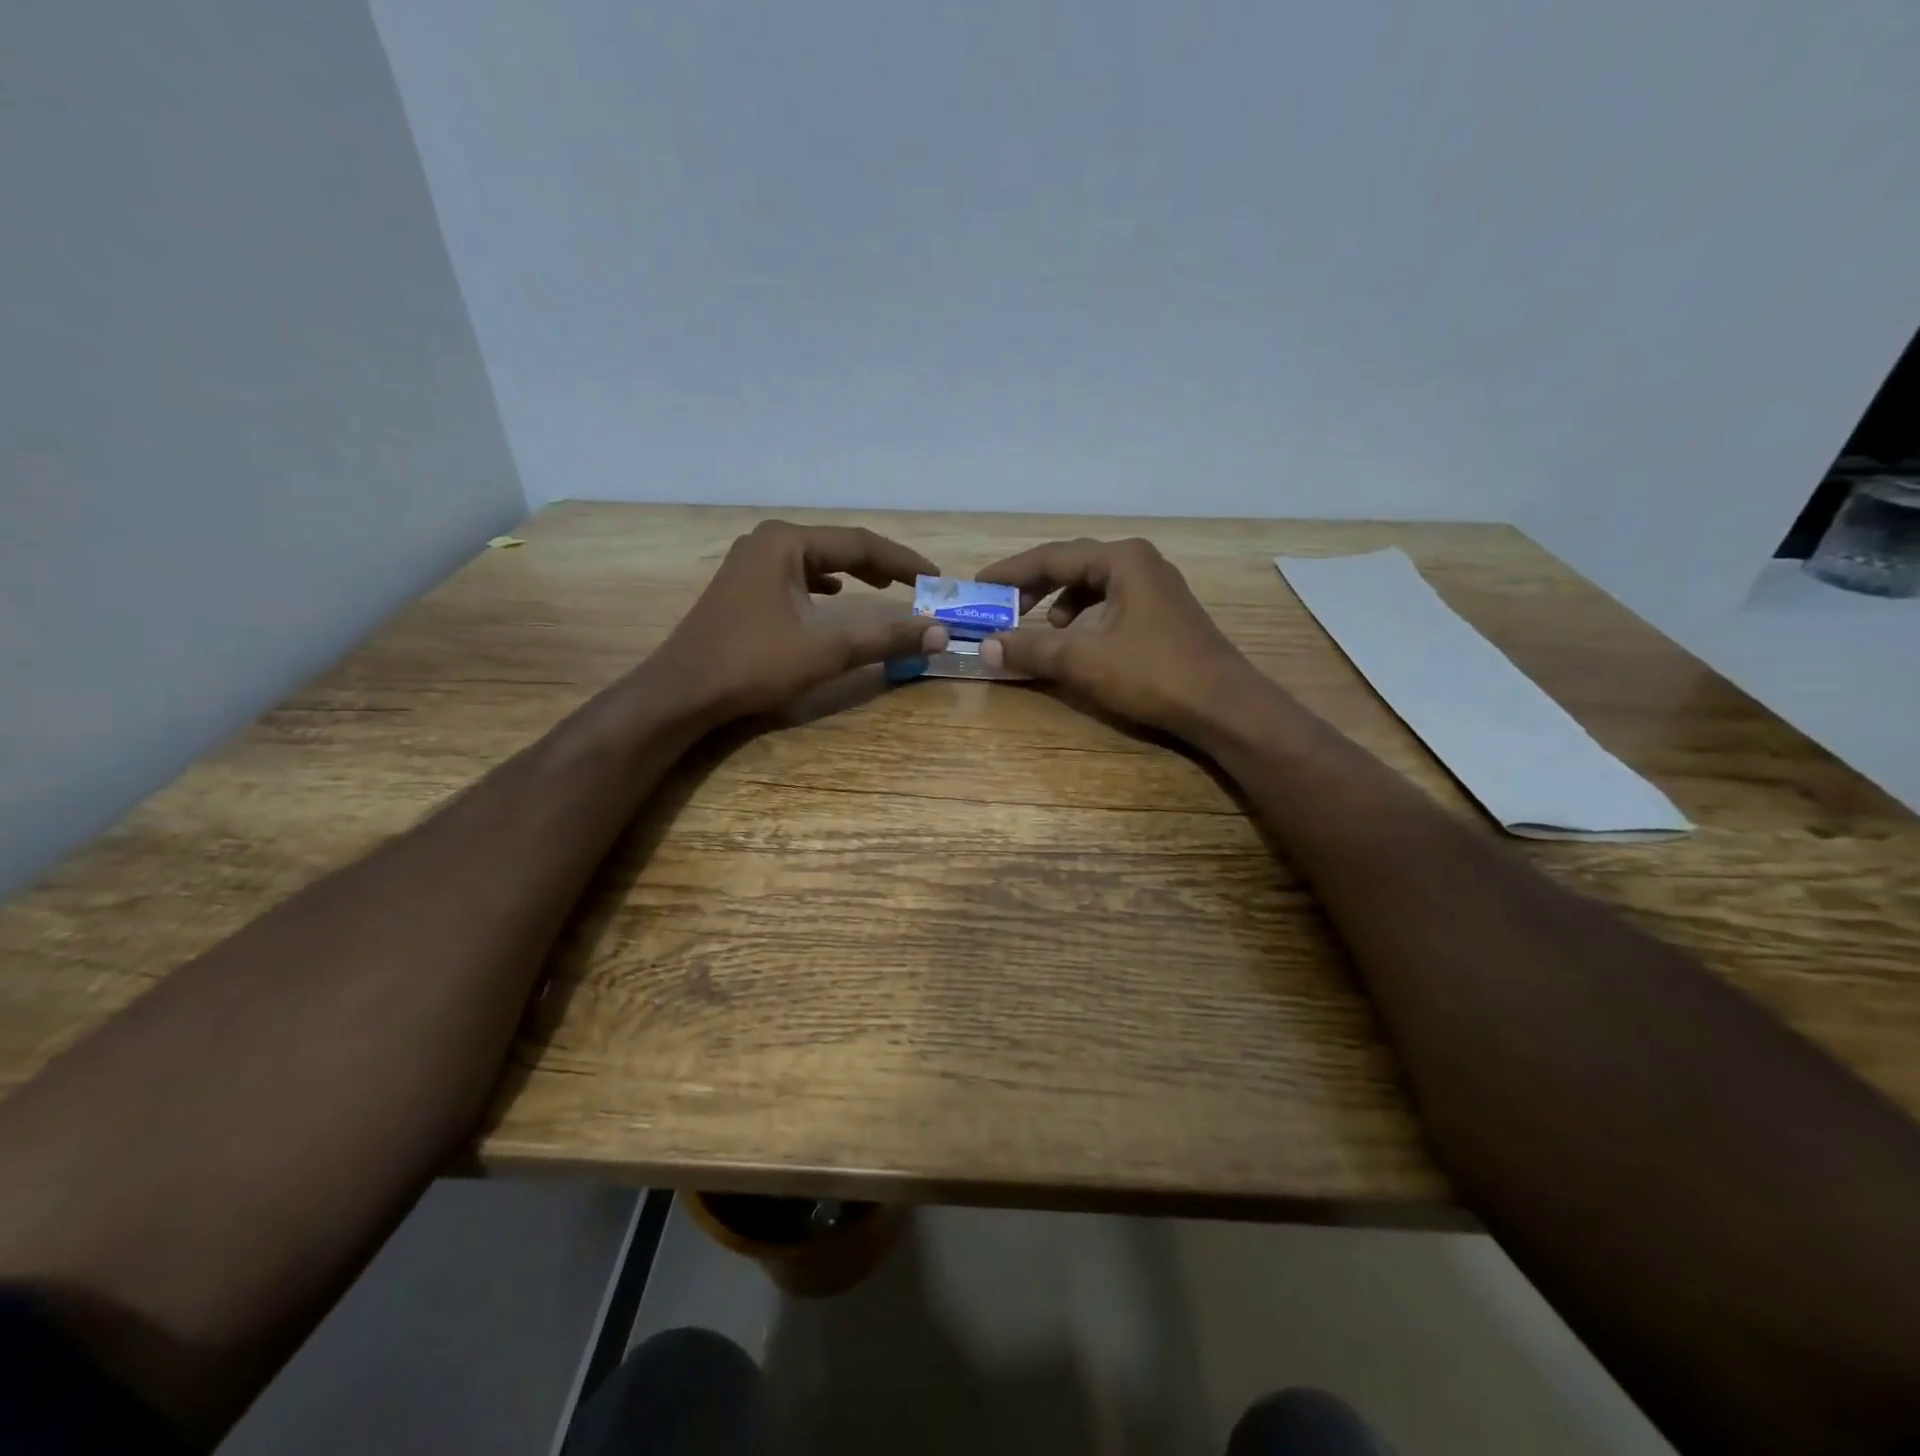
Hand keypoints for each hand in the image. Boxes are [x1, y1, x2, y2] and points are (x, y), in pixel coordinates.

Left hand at [653, 521, 947, 722]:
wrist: (683, 692)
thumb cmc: (754, 664)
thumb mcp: (827, 650)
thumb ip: (886, 637)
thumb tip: (940, 633)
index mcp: (786, 543)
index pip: (860, 544)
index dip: (903, 561)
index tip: (936, 578)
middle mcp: (767, 543)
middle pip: (837, 547)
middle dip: (880, 565)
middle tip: (915, 584)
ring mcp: (749, 564)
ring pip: (816, 562)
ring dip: (853, 573)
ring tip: (884, 586)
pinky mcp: (742, 588)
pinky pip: (796, 577)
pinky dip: (824, 586)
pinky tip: (834, 598)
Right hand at [976, 537, 1262, 735]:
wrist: (1224, 706)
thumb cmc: (1154, 674)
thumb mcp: (1084, 661)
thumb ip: (1032, 649)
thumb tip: (985, 647)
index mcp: (1122, 560)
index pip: (1052, 557)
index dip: (1011, 572)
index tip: (979, 586)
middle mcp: (1140, 563)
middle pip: (1073, 565)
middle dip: (1035, 586)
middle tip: (1003, 607)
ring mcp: (1157, 587)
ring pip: (1094, 584)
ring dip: (1061, 602)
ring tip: (1044, 626)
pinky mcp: (1164, 614)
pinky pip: (1112, 602)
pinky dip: (1087, 616)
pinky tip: (1082, 641)